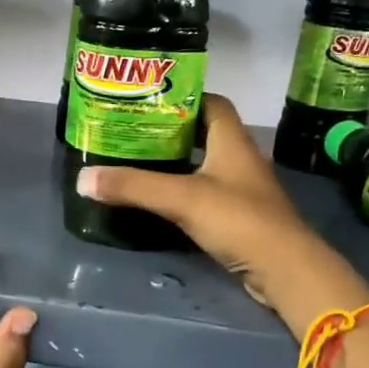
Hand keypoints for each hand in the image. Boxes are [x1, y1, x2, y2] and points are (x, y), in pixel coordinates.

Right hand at [73, 94, 366, 331]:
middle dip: (170, 132)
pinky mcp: (239, 217)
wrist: (285, 269)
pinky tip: (159, 199)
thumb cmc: (238, 219)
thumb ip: (133, 187)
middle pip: (204, 134)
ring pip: (204, 165)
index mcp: (232, 140)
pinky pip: (206, 194)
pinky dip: (183, 191)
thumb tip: (83, 178)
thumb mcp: (181, 198)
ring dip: (176, 163)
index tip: (148, 102)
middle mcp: (240, 158)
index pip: (211, 103)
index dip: (182, 98)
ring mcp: (242, 189)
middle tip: (132, 133)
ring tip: (138, 163)